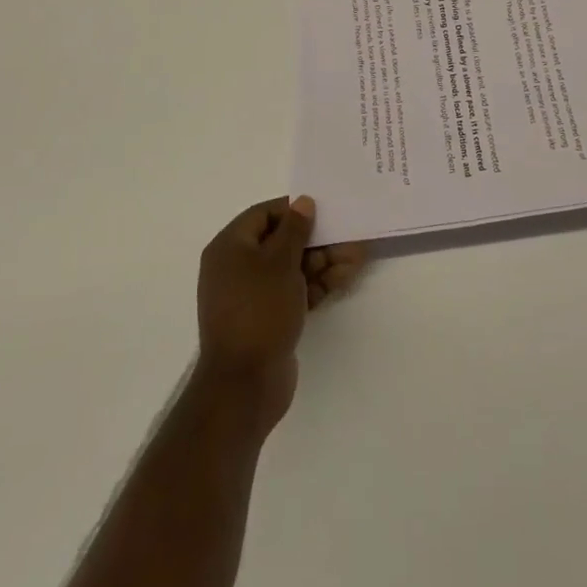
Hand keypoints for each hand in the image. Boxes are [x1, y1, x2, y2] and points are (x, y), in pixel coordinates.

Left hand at [194, 196, 367, 428]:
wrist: (244, 385)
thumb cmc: (258, 310)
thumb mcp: (279, 262)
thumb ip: (295, 229)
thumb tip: (303, 202)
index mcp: (230, 247)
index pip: (264, 214)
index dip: (294, 210)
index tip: (324, 210)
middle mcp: (237, 267)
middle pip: (282, 242)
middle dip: (317, 240)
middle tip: (349, 236)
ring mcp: (254, 295)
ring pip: (293, 268)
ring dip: (324, 262)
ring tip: (357, 256)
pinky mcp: (269, 318)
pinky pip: (294, 291)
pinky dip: (317, 284)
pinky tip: (346, 276)